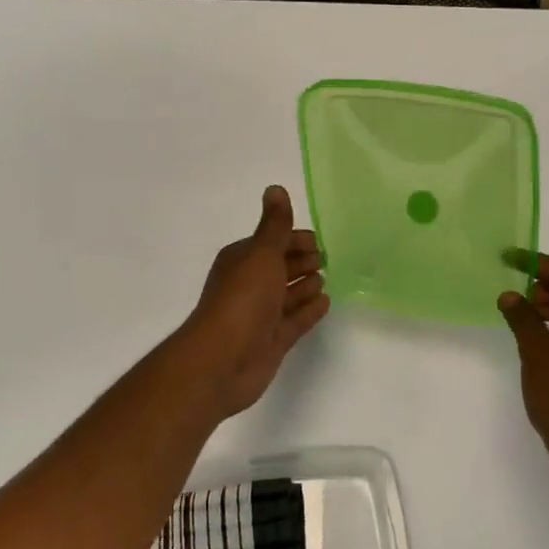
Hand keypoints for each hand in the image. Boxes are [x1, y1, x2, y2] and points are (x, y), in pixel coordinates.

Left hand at [176, 186, 329, 419]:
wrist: (223, 360)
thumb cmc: (242, 299)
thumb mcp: (262, 253)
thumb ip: (275, 225)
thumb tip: (275, 188)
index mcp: (242, 260)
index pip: (272, 242)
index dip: (294, 239)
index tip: (318, 240)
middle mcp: (250, 285)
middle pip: (280, 268)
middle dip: (301, 261)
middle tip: (325, 258)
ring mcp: (261, 315)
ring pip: (287, 295)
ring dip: (305, 286)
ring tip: (325, 279)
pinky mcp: (273, 341)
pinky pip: (295, 320)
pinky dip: (309, 310)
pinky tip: (325, 303)